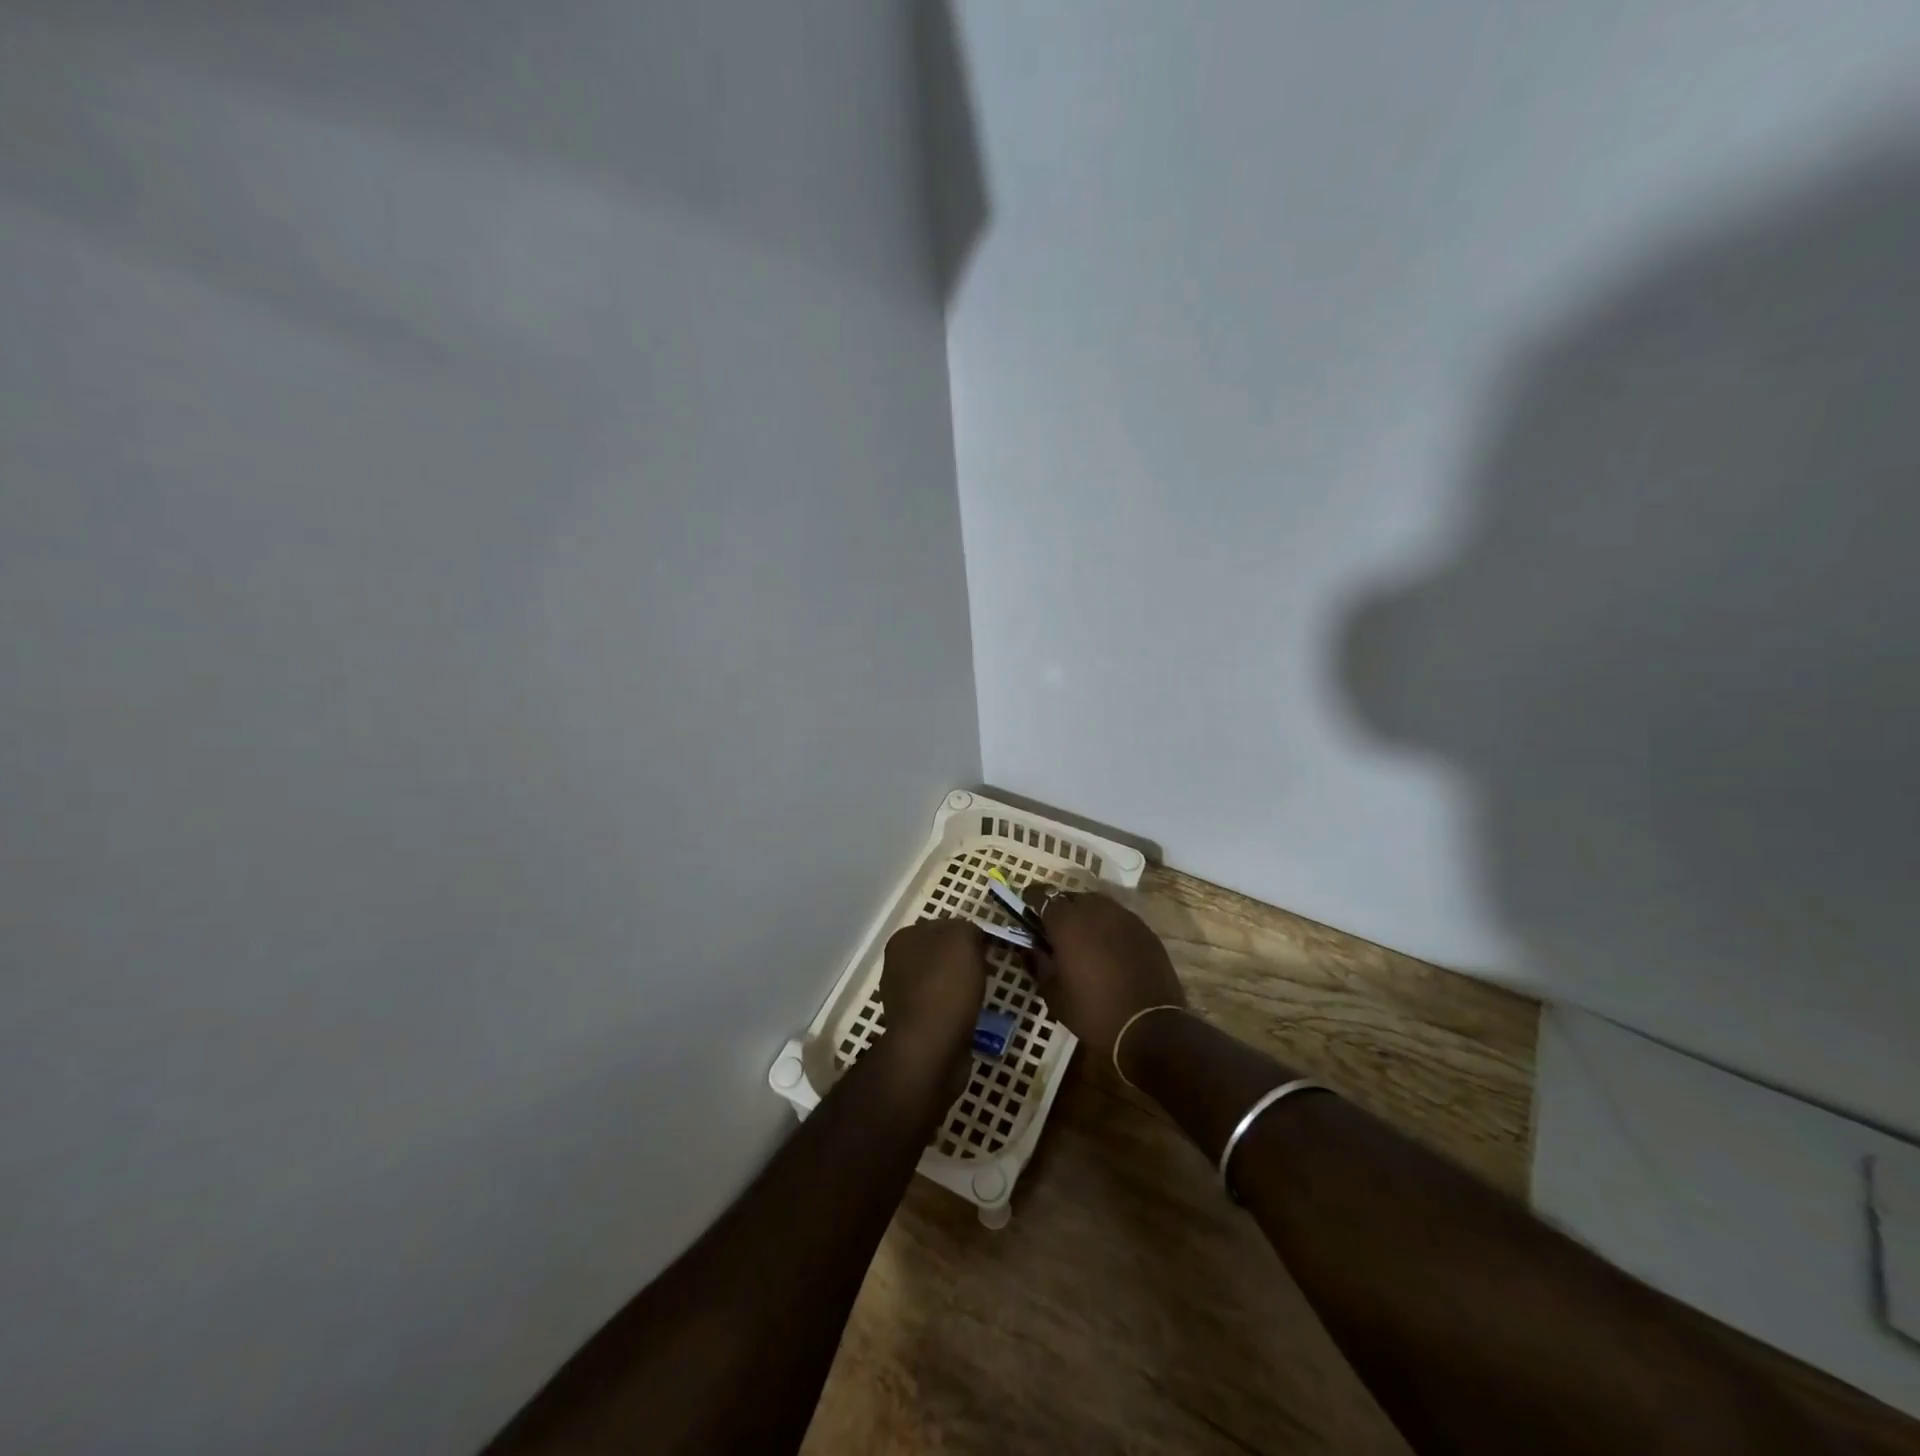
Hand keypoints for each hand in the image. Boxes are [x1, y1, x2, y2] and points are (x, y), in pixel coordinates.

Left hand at [877, 918, 987, 1068]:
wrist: (931, 1046)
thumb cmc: (946, 984)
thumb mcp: (963, 937)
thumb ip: (966, 928)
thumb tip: (969, 937)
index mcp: (903, 939)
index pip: (941, 927)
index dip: (967, 935)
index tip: (988, 948)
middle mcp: (896, 965)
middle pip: (940, 955)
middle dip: (964, 961)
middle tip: (989, 971)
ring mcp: (902, 997)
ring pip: (941, 981)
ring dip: (961, 987)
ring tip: (983, 996)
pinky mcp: (914, 1025)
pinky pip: (942, 1008)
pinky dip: (957, 1010)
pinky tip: (970, 1016)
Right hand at [1024, 888, 1186, 1065]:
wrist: (1150, 1028)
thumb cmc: (1094, 1013)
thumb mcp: (1054, 996)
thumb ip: (1038, 965)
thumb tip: (1031, 949)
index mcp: (1067, 923)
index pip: (1043, 896)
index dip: (1032, 900)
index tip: (1028, 911)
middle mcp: (1094, 910)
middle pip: (1071, 898)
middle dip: (1060, 909)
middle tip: (1056, 931)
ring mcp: (1123, 917)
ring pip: (1097, 904)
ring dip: (1086, 915)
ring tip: (1084, 938)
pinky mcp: (1144, 929)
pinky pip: (1118, 918)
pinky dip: (1108, 926)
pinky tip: (1109, 948)